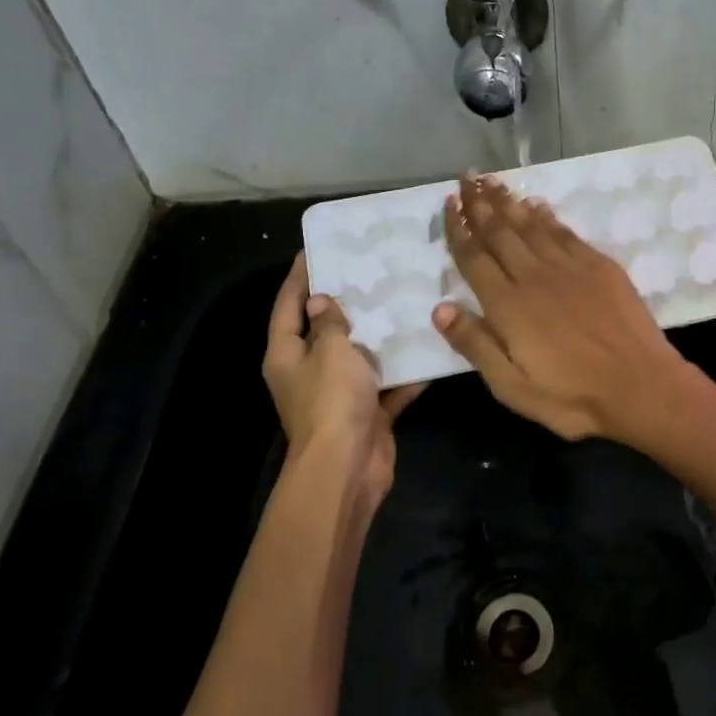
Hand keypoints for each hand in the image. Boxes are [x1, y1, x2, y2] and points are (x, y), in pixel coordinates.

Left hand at [264, 254, 422, 510]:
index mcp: (286, 354)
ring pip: (360, 357)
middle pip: (324, 331)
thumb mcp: (330, 350)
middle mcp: (308, 373)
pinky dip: (404, 373)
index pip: (288, 305)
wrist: (348, 467)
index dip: (300, 276)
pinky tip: (428, 348)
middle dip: (346, 303)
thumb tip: (323, 302)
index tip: (316, 248)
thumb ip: (330, 323)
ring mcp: (339, 395)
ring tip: (403, 301)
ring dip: (380, 337)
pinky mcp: (367, 413)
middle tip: (370, 270)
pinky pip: (387, 385)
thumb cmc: (332, 400)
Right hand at [432, 175, 688, 441]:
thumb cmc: (570, 396)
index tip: (448, 205)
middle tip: (466, 178)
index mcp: (508, 305)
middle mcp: (534, 276)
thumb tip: (439, 307)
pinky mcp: (599, 266)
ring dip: (509, 201)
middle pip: (500, 232)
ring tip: (492, 181)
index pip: (474, 258)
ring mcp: (569, 267)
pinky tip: (536, 204)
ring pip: (530, 225)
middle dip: (480, 204)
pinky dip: (546, 215)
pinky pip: (564, 231)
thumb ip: (475, 344)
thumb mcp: (511, 386)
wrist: (639, 386)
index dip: (459, 230)